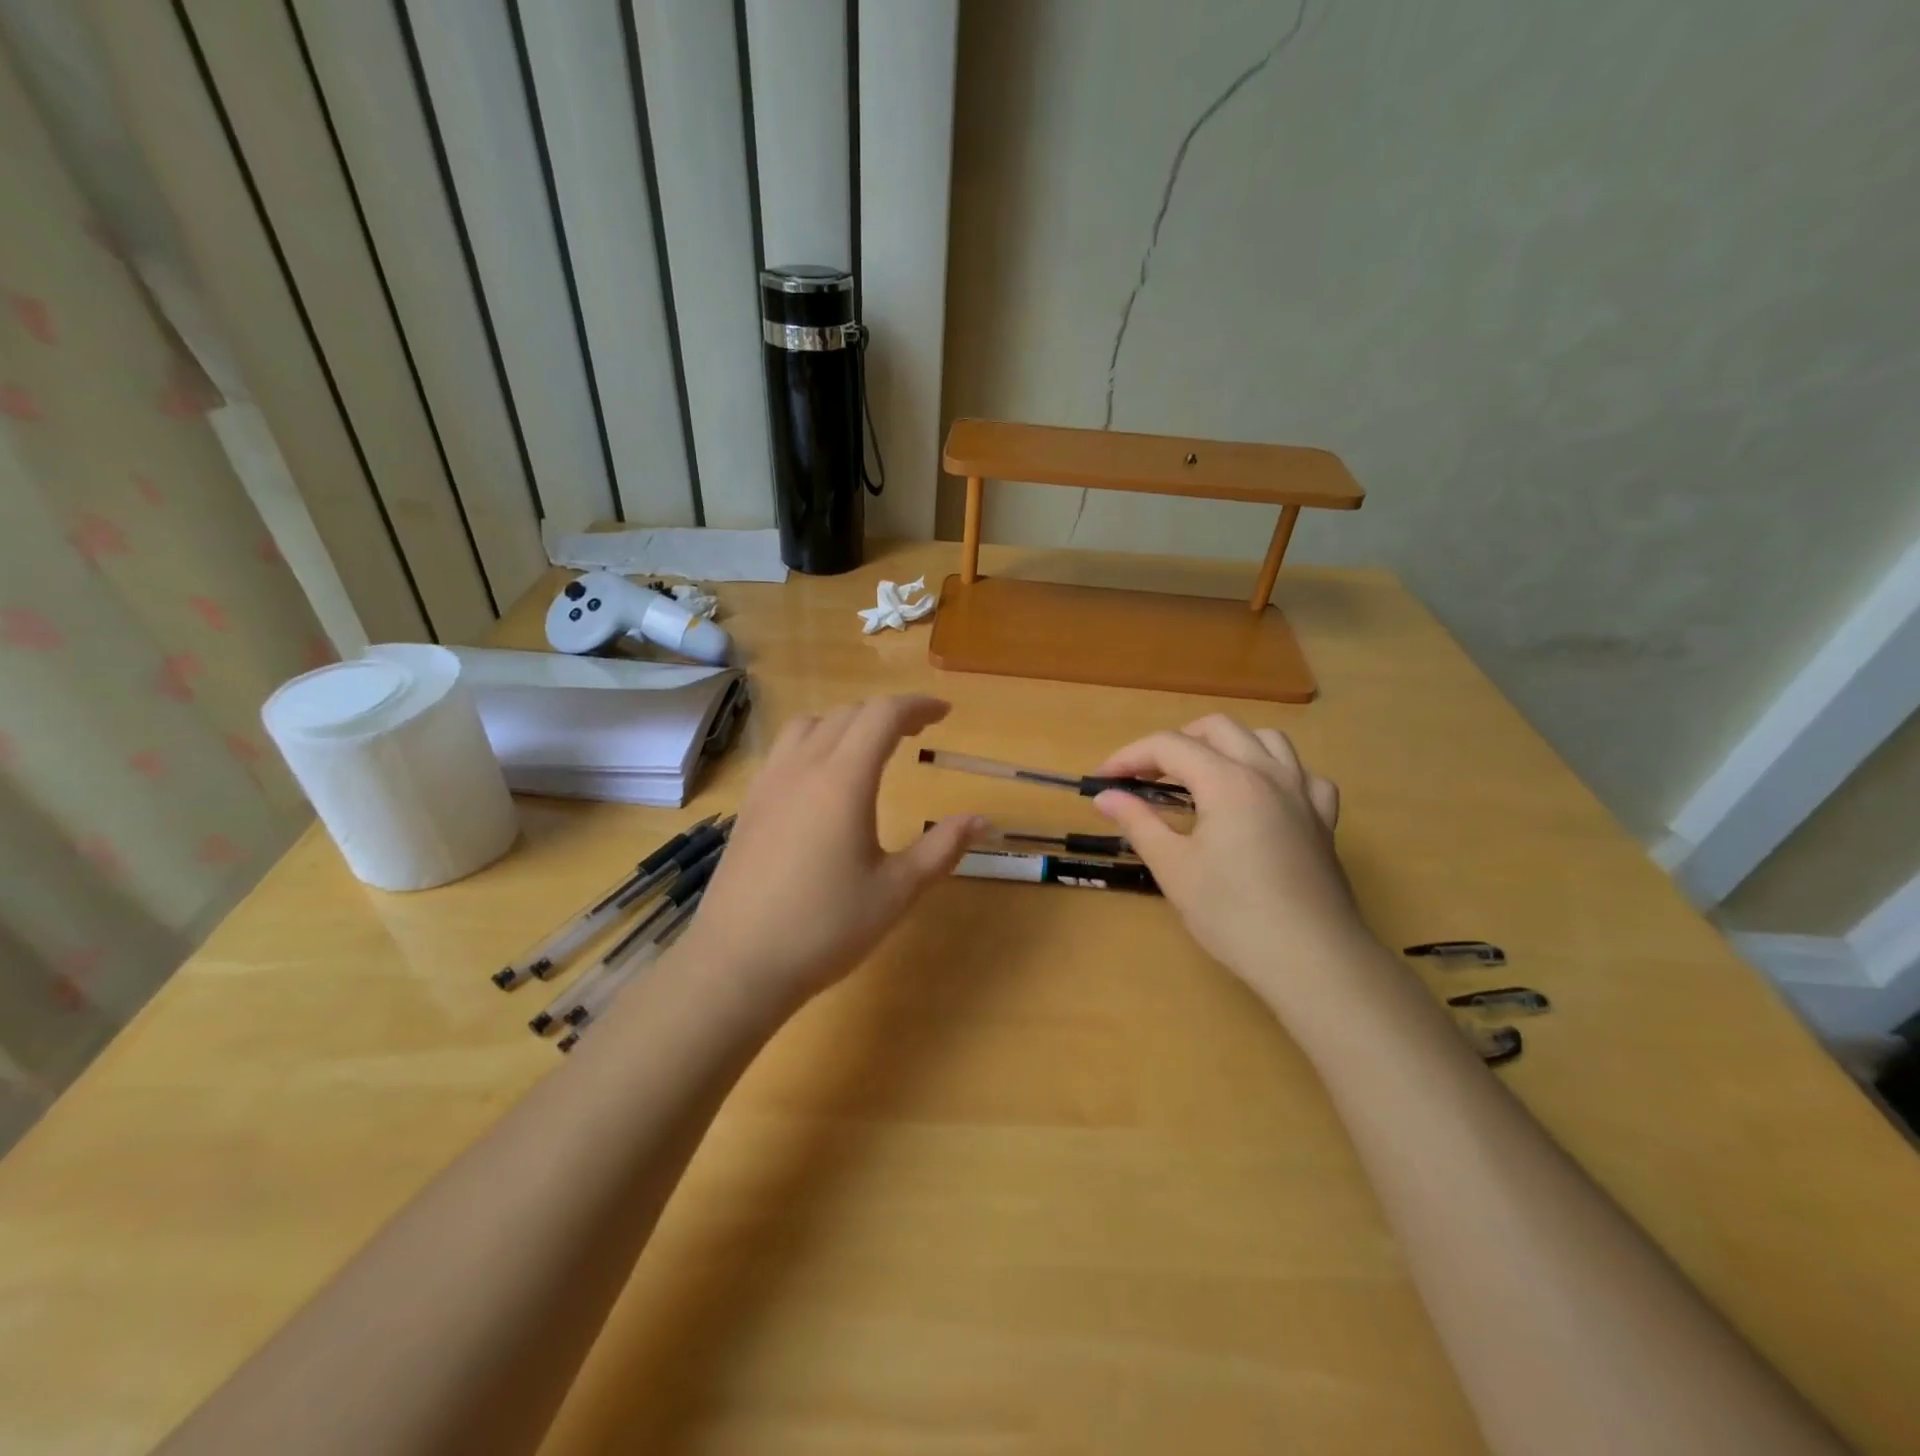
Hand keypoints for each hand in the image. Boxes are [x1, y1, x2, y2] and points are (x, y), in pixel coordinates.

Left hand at [676, 695, 984, 1009]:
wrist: (738, 963)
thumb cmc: (825, 928)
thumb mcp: (896, 891)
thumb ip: (941, 848)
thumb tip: (982, 820)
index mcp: (842, 780)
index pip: (882, 715)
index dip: (917, 706)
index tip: (944, 713)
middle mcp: (802, 767)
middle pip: (848, 714)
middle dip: (887, 713)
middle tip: (917, 732)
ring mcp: (769, 783)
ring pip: (810, 725)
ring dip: (847, 722)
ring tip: (870, 748)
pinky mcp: (750, 804)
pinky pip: (785, 749)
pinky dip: (815, 742)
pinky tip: (824, 779)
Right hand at [1091, 715, 1363, 1003]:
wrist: (1311, 959)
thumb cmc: (1233, 914)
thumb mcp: (1173, 868)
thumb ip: (1138, 822)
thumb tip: (1106, 796)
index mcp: (1227, 781)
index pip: (1169, 745)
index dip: (1129, 756)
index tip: (1102, 781)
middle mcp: (1267, 773)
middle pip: (1217, 728)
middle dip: (1175, 742)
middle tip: (1148, 777)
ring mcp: (1302, 793)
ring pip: (1266, 738)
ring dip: (1227, 746)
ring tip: (1203, 776)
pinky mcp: (1323, 819)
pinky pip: (1301, 774)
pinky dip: (1275, 773)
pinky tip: (1262, 798)